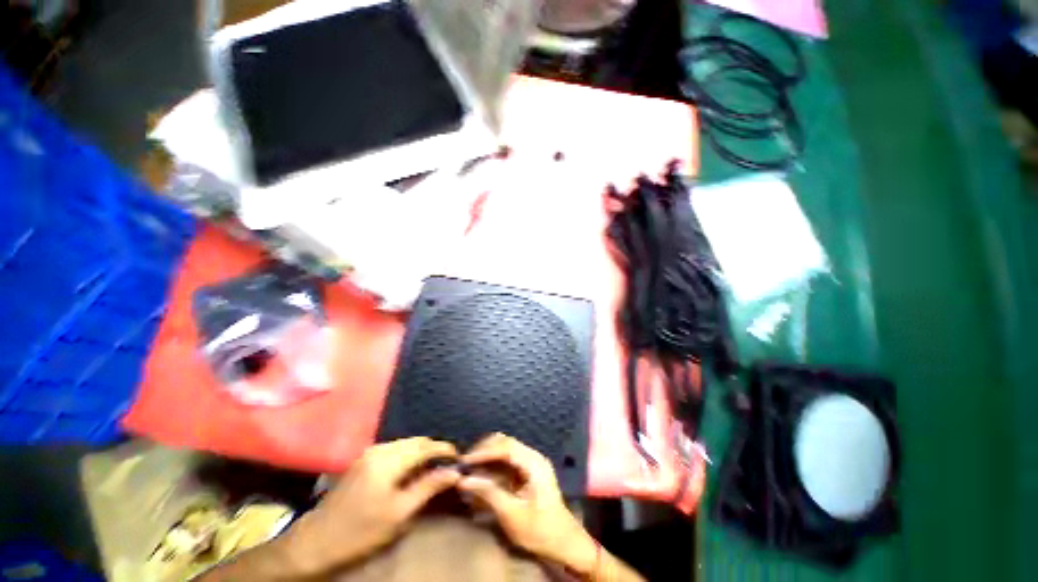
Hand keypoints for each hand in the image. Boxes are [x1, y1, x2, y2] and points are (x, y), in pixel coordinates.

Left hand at [283, 438, 459, 575]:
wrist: (317, 540)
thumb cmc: (361, 530)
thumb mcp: (399, 514)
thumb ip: (428, 487)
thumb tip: (454, 472)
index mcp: (389, 460)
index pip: (426, 446)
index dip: (445, 450)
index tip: (459, 458)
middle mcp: (380, 449)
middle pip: (416, 441)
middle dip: (434, 449)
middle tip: (447, 464)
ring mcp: (370, 452)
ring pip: (406, 444)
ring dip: (421, 451)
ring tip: (433, 467)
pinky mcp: (364, 458)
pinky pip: (395, 449)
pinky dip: (408, 455)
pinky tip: (411, 469)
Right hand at [458, 434, 596, 572]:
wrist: (563, 543)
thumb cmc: (539, 530)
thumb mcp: (511, 514)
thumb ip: (488, 493)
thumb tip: (463, 480)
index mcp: (534, 463)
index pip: (506, 447)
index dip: (484, 451)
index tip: (465, 460)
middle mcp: (532, 457)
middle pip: (505, 443)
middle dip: (484, 451)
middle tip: (465, 464)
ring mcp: (530, 463)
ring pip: (504, 449)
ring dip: (487, 456)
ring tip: (469, 469)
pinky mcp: (526, 471)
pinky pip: (506, 460)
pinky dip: (492, 465)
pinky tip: (480, 474)